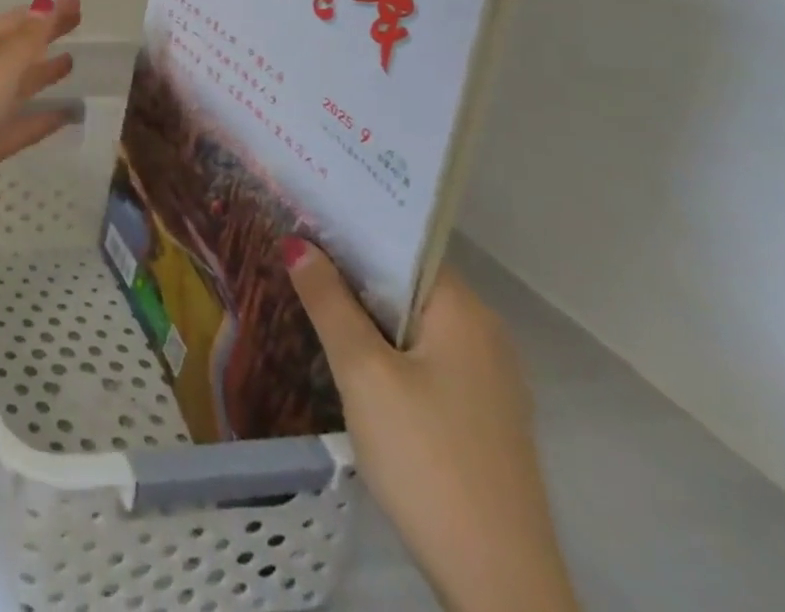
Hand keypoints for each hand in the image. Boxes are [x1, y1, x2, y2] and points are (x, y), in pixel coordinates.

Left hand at [0, 0, 82, 224]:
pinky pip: (23, 125)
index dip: (42, 12)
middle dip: (43, 36)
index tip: (74, 3)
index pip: (12, 23)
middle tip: (78, 23)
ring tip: (72, 63)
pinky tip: (70, 115)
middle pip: (16, 51)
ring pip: (18, 86)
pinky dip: (45, 118)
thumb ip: (28, 39)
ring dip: (42, 74)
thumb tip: (47, 4)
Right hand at [285, 243, 579, 611]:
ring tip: (302, 286)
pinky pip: (420, 354)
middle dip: (348, 266)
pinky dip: (381, 341)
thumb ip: (327, 301)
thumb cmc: (427, 458)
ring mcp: (485, 378)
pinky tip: (342, 346)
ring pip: (410, 320)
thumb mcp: (363, 372)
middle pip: (404, 281)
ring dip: (361, 306)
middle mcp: (483, 335)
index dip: (349, 226)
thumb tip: (296, 243)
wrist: (497, 583)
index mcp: (464, 313)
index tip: (299, 211)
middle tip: (287, 245)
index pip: (401, 245)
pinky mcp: (476, 414)